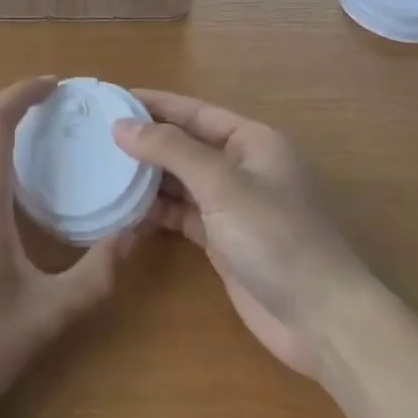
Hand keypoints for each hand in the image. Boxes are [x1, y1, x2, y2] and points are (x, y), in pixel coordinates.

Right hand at [115, 91, 364, 380]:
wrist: (320, 320)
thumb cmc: (275, 236)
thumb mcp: (222, 184)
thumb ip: (171, 150)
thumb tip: (122, 125)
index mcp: (251, 140)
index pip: (194, 111)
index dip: (155, 102)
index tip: (113, 97)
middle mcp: (242, 166)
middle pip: (185, 144)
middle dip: (146, 139)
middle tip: (97, 134)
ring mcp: (232, 206)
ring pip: (181, 180)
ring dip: (147, 176)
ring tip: (101, 168)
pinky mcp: (223, 241)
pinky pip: (181, 214)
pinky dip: (155, 211)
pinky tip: (123, 209)